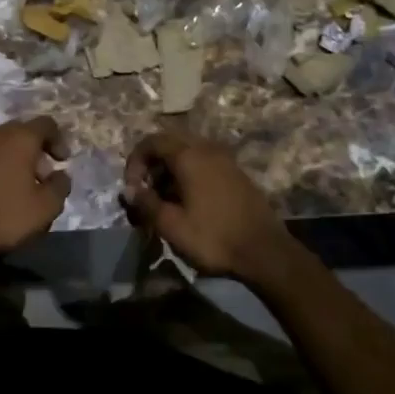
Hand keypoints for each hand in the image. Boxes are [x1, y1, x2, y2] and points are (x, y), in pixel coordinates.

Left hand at [0, 117, 71, 265]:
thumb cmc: (5, 217)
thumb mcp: (46, 207)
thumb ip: (60, 185)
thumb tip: (60, 174)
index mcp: (18, 138)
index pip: (46, 124)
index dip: (59, 140)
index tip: (62, 162)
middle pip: (21, 131)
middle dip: (36, 149)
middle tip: (42, 175)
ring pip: (0, 143)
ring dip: (14, 157)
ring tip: (19, 185)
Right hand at [122, 132, 301, 284]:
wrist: (265, 252)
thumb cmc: (213, 237)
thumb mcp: (171, 225)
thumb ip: (146, 203)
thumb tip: (129, 190)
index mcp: (189, 156)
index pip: (151, 141)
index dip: (134, 161)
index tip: (132, 189)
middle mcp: (207, 149)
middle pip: (169, 142)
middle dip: (152, 164)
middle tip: (147, 191)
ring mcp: (225, 159)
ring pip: (188, 152)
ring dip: (170, 169)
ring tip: (166, 199)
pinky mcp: (236, 172)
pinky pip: (204, 161)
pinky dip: (189, 173)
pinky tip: (189, 201)